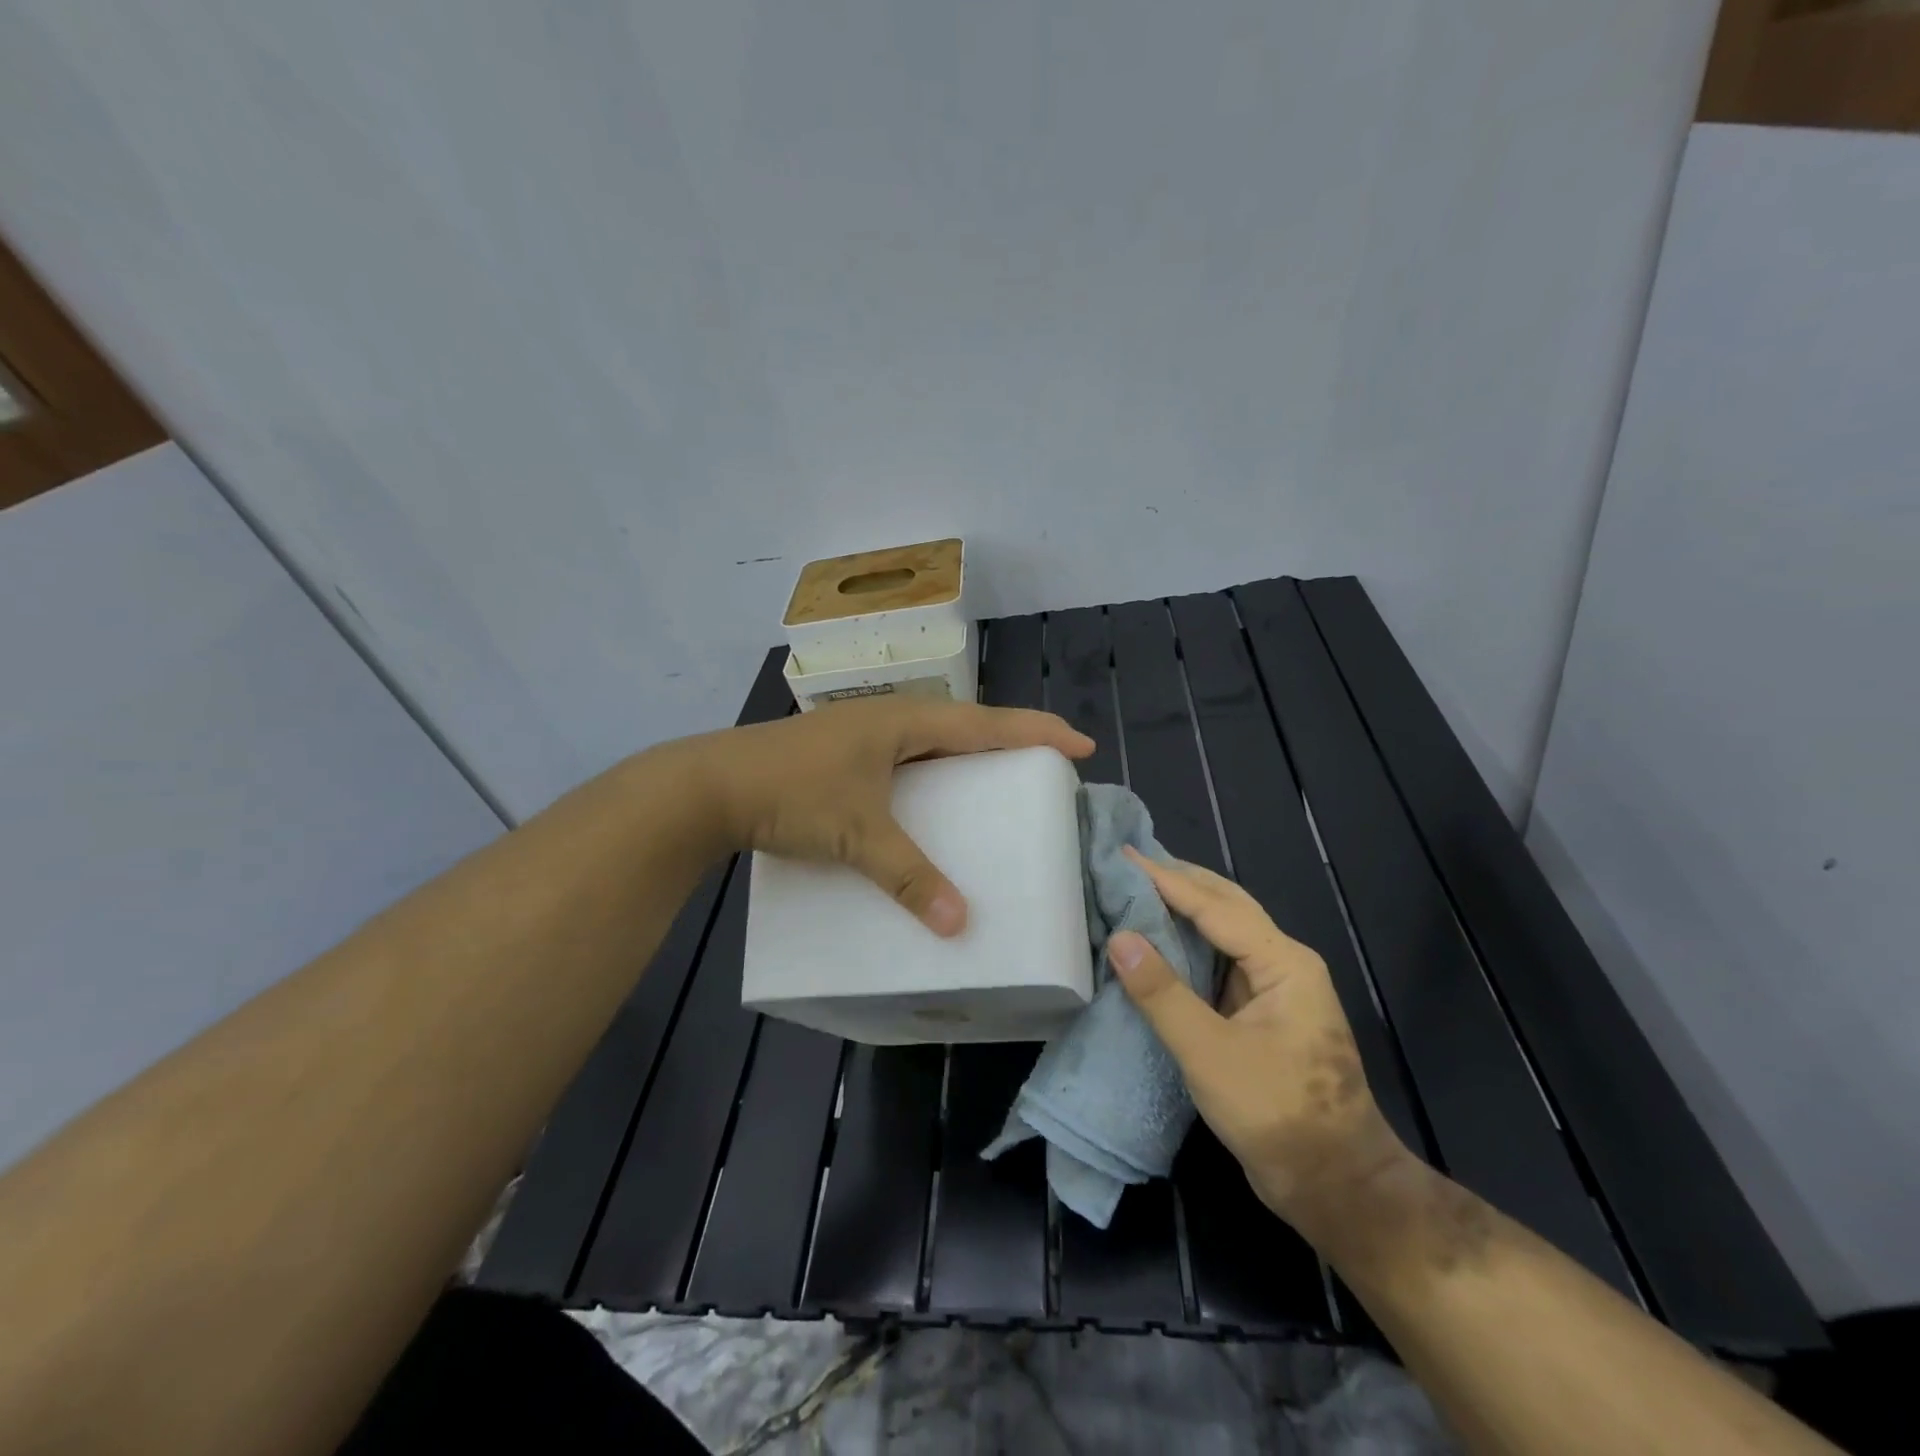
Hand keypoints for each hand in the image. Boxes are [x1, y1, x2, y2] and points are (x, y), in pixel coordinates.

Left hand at [679, 697, 1092, 934]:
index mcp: (904, 722)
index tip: (1080, 745)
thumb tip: (960, 924)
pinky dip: (935, 770)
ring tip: (999, 779)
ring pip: (933, 739)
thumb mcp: (857, 834)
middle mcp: (889, 719)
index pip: (986, 723)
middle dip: (1009, 740)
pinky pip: (907, 756)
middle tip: (1045, 766)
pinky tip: (933, 796)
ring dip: (969, 753)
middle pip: (965, 724)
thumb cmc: (791, 793)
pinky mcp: (842, 753)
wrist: (708, 786)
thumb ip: (909, 876)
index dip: (1036, 732)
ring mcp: (862, 733)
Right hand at [1108, 851, 1410, 1237]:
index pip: (1215, 906)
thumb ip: (1162, 993)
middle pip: (1227, 905)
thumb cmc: (1277, 1114)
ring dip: (1184, 908)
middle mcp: (1284, 963)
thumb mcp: (1209, 1054)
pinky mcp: (1263, 1013)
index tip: (1124, 856)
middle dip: (1180, 881)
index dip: (1166, 880)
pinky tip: (1160, 941)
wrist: (1337, 1185)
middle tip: (1129, 864)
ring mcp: (1276, 989)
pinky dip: (1188, 943)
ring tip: (1138, 889)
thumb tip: (1120, 938)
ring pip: (1225, 931)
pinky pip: (1221, 962)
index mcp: (1283, 963)